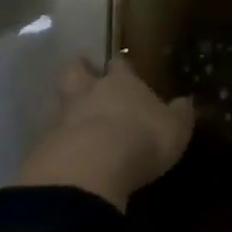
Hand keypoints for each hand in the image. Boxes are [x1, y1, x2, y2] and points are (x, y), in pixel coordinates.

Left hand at [15, 57, 194, 210]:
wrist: (90, 167)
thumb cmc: (141, 139)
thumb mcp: (175, 129)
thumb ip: (180, 114)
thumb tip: (187, 101)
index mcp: (122, 82)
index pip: (119, 64)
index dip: (120, 66)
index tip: (120, 67)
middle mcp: (89, 91)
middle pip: (78, 71)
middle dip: (81, 72)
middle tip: (84, 76)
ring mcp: (63, 116)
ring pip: (60, 100)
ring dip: (65, 105)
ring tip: (72, 116)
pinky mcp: (43, 145)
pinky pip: (49, 135)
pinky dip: (56, 140)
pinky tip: (62, 151)